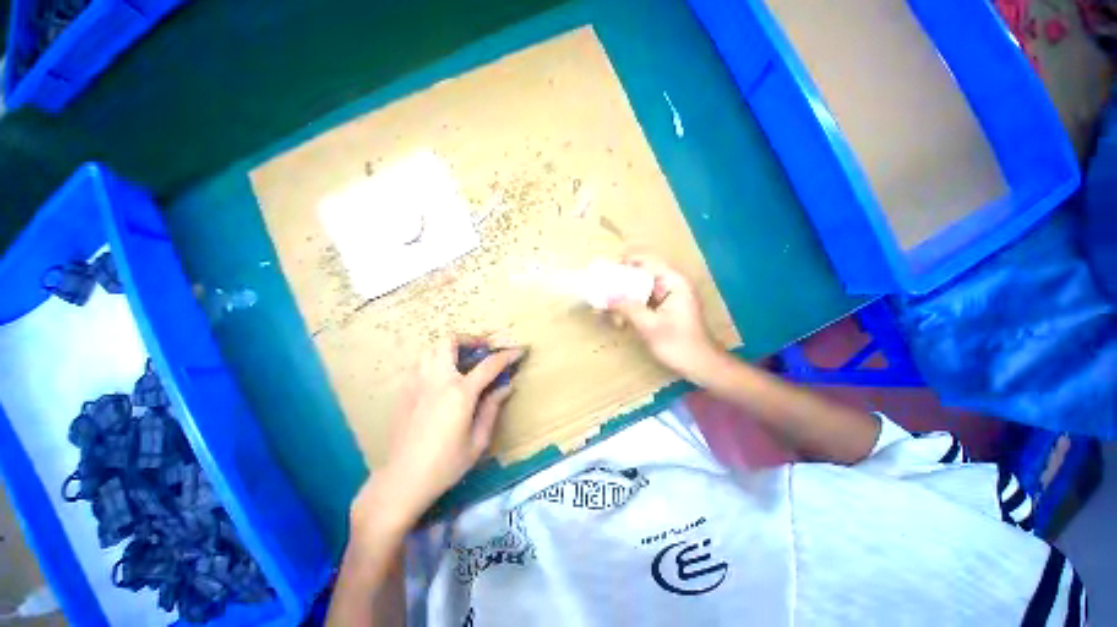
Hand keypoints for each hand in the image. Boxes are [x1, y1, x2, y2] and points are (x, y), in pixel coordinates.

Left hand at [353, 337, 523, 530]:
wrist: (403, 480)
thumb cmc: (445, 464)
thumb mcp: (478, 440)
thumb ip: (492, 408)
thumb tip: (506, 387)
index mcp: (459, 393)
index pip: (489, 365)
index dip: (506, 355)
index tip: (517, 351)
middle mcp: (437, 380)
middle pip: (449, 342)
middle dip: (470, 339)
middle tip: (482, 350)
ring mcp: (416, 383)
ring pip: (431, 348)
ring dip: (450, 348)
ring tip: (462, 360)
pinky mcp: (404, 391)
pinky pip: (420, 363)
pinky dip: (435, 360)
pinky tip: (442, 378)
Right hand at [607, 254, 720, 379]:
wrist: (700, 365)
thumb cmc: (678, 345)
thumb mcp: (649, 326)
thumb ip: (627, 308)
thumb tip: (605, 298)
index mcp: (675, 282)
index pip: (648, 260)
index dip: (627, 260)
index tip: (607, 269)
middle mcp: (673, 283)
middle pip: (644, 271)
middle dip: (623, 277)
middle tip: (603, 284)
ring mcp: (670, 295)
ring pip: (643, 284)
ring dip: (626, 290)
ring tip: (608, 296)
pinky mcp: (666, 306)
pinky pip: (646, 297)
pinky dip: (632, 301)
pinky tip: (619, 310)